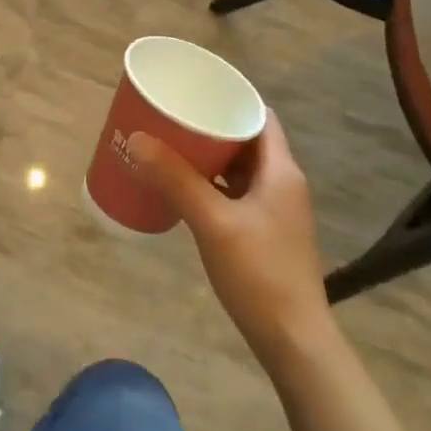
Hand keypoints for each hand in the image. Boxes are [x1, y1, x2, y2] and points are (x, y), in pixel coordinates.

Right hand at [128, 113, 330, 364]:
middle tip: (172, 118)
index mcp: (281, 171)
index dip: (230, 99)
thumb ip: (176, 180)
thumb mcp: (213, 222)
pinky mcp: (264, 233)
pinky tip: (183, 190)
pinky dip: (211, 185)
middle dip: (210, 127)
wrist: (293, 339)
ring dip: (209, 157)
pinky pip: (235, 194)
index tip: (193, 91)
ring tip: (170, 147)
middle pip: (247, 140)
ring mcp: (274, 211)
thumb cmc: (259, 273)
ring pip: (239, 169)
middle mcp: (282, 183)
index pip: (260, 116)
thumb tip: (137, 139)